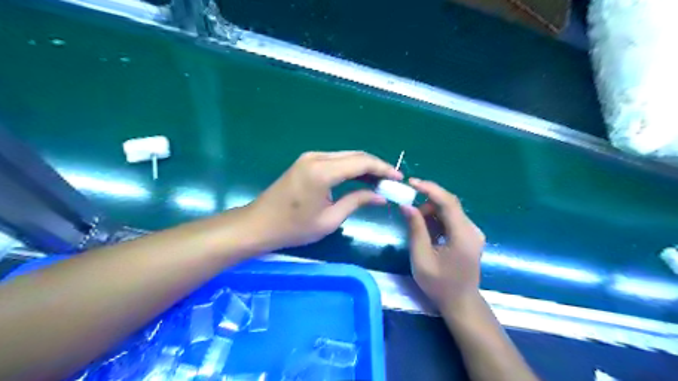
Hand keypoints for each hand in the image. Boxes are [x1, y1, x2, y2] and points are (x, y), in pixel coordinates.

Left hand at [246, 150, 398, 250]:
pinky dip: (350, 168)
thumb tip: (381, 196)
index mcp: (322, 171)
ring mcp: (310, 157)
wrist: (259, 224)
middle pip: (355, 155)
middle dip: (376, 167)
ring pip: (346, 156)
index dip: (383, 169)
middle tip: (391, 182)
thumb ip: (357, 202)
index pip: (361, 162)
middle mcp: (317, 157)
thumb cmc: (293, 228)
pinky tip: (359, 179)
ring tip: (379, 182)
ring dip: (364, 167)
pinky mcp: (306, 162)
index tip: (398, 178)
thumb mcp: (329, 219)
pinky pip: (335, 160)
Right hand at [398, 179, 484, 309]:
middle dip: (427, 204)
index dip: (429, 189)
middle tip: (409, 213)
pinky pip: (451, 220)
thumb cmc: (439, 284)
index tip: (411, 182)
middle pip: (449, 204)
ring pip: (449, 211)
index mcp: (463, 235)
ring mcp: (473, 232)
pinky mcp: (469, 236)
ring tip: (418, 229)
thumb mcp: (421, 257)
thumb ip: (415, 229)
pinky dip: (437, 221)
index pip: (448, 202)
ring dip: (431, 213)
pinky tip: (429, 234)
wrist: (461, 302)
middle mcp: (472, 229)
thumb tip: (406, 206)